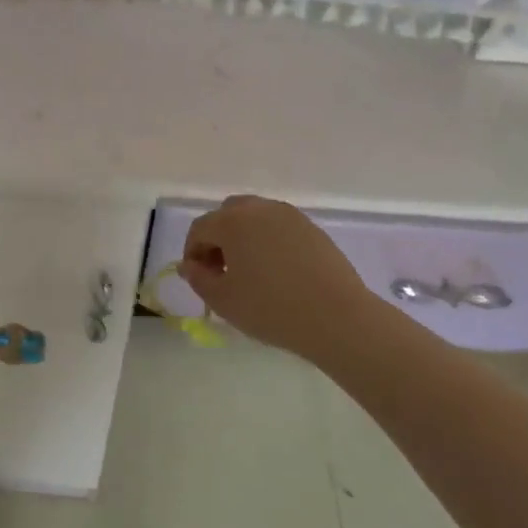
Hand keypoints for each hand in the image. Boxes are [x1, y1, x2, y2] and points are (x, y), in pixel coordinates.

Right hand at [180, 195, 377, 359]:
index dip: (193, 253)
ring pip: (255, 217)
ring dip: (243, 237)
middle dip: (218, 238)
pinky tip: (276, 271)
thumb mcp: (223, 300)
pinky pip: (279, 227)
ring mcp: (289, 216)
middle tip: (222, 271)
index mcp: (232, 222)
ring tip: (250, 271)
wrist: (337, 318)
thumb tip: (190, 265)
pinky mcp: (312, 228)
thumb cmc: (271, 309)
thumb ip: (199, 279)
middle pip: (227, 214)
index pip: (200, 229)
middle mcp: (259, 209)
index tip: (199, 278)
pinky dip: (268, 241)